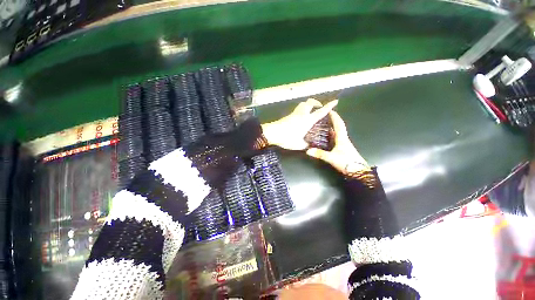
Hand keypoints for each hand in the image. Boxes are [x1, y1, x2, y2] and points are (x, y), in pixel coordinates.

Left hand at [261, 98, 337, 149]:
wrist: (272, 133)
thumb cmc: (287, 138)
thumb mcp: (298, 144)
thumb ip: (306, 145)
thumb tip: (310, 146)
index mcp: (307, 120)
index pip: (320, 112)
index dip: (329, 106)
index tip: (335, 101)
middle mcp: (302, 114)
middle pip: (310, 102)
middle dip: (316, 103)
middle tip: (319, 108)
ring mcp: (294, 114)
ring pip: (303, 104)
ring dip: (309, 105)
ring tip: (311, 111)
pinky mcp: (289, 115)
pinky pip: (298, 109)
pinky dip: (302, 109)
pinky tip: (302, 117)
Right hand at [306, 111, 369, 174]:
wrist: (358, 171)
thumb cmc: (347, 162)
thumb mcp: (332, 158)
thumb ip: (319, 154)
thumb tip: (307, 151)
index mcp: (342, 138)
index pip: (338, 124)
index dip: (334, 116)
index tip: (330, 110)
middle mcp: (343, 139)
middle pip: (338, 126)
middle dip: (333, 120)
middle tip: (324, 116)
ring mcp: (343, 144)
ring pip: (337, 132)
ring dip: (332, 127)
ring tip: (323, 124)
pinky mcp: (343, 148)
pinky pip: (336, 138)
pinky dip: (331, 135)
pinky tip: (326, 136)